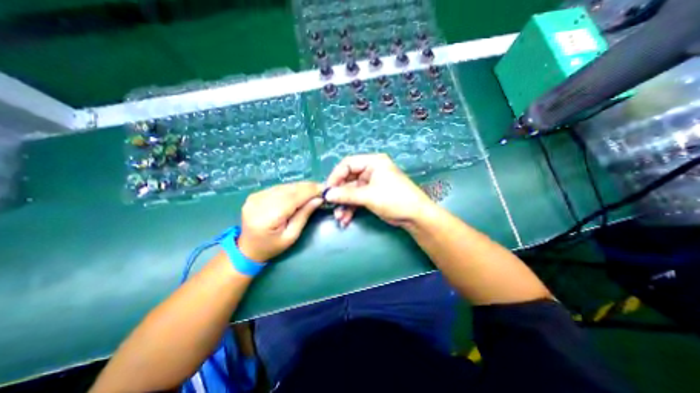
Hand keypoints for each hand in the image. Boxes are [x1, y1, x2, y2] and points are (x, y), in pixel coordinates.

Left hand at [235, 181, 322, 261]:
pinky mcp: (255, 194)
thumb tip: (318, 199)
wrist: (247, 249)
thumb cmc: (272, 247)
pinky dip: (291, 188)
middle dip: (307, 187)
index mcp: (267, 217)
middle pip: (288, 190)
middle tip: (321, 188)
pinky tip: (299, 191)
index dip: (309, 191)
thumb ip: (304, 215)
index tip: (324, 188)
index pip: (293, 198)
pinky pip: (278, 187)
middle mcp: (259, 203)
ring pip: (284, 186)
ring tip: (313, 189)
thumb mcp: (292, 236)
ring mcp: (255, 197)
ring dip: (300, 187)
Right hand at [323, 153, 435, 226]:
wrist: (414, 216)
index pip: (348, 164)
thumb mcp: (369, 196)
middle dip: (340, 195)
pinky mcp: (371, 195)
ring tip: (339, 218)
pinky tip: (345, 219)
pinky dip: (350, 209)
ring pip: (351, 192)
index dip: (336, 176)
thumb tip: (327, 194)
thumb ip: (347, 194)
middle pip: (348, 179)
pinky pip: (356, 199)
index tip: (327, 190)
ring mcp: (370, 184)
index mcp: (373, 162)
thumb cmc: (394, 199)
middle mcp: (371, 170)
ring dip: (344, 205)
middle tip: (330, 206)